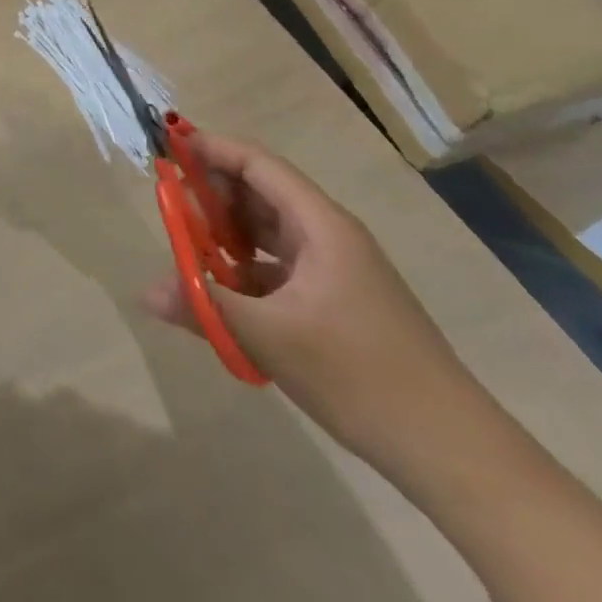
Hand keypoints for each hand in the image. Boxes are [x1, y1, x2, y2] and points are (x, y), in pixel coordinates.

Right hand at [141, 133, 477, 468]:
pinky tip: (224, 292)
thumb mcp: (269, 338)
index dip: (212, 150)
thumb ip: (203, 304)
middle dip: (213, 193)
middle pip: (262, 193)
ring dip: (227, 233)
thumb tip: (145, 292)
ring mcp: (337, 271)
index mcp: (321, 226)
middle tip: (170, 205)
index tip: (168, 147)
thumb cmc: (360, 375)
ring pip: (269, 231)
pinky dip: (246, 267)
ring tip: (190, 248)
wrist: (455, 455)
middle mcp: (330, 237)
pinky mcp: (338, 302)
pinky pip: (280, 265)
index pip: (258, 164)